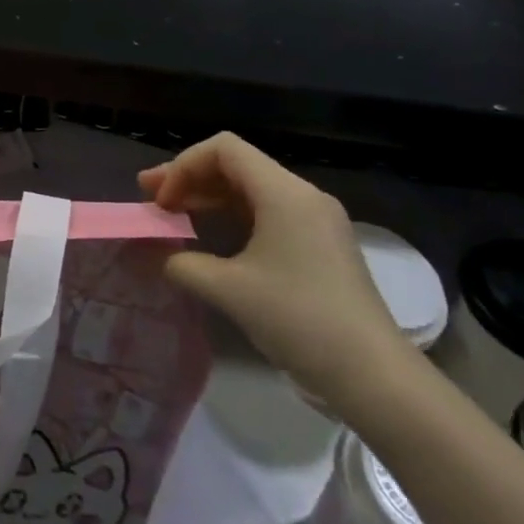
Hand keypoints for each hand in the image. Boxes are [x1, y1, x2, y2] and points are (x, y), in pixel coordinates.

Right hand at [140, 133, 416, 412]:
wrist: (373, 373)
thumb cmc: (298, 319)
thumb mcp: (229, 290)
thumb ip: (184, 265)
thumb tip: (164, 258)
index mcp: (284, 193)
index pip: (224, 149)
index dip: (184, 166)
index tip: (161, 203)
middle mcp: (303, 195)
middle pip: (236, 165)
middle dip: (190, 178)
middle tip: (150, 198)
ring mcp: (316, 220)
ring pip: (251, 190)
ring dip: (209, 198)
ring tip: (173, 214)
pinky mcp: (321, 244)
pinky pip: (268, 213)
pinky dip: (233, 217)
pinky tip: (211, 236)